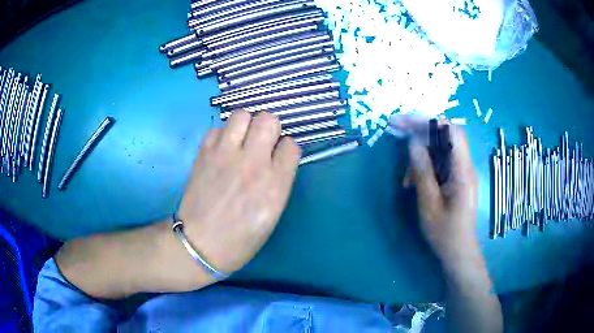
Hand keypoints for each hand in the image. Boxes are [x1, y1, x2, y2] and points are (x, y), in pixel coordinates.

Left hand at [177, 111, 300, 275]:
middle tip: (262, 142)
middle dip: (270, 128)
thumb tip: (279, 157)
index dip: (286, 148)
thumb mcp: (273, 214)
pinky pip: (217, 128)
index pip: (291, 145)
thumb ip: (280, 180)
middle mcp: (252, 163)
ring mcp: (225, 155)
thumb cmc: (241, 237)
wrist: (200, 243)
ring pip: (242, 115)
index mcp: (275, 184)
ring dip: (246, 124)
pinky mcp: (204, 153)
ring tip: (242, 140)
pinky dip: (223, 134)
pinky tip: (222, 150)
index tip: (280, 154)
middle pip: (268, 120)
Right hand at [405, 122, 478, 262]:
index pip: (451, 131)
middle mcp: (465, 166)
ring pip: (440, 148)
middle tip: (396, 128)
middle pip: (445, 134)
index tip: (404, 120)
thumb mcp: (429, 205)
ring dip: (421, 153)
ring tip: (406, 178)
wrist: (459, 252)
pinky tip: (413, 182)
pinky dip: (425, 165)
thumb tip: (413, 142)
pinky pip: (440, 161)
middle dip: (420, 129)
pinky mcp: (457, 178)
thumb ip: (423, 172)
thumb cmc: (445, 234)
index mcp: (463, 171)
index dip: (428, 120)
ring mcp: (462, 172)